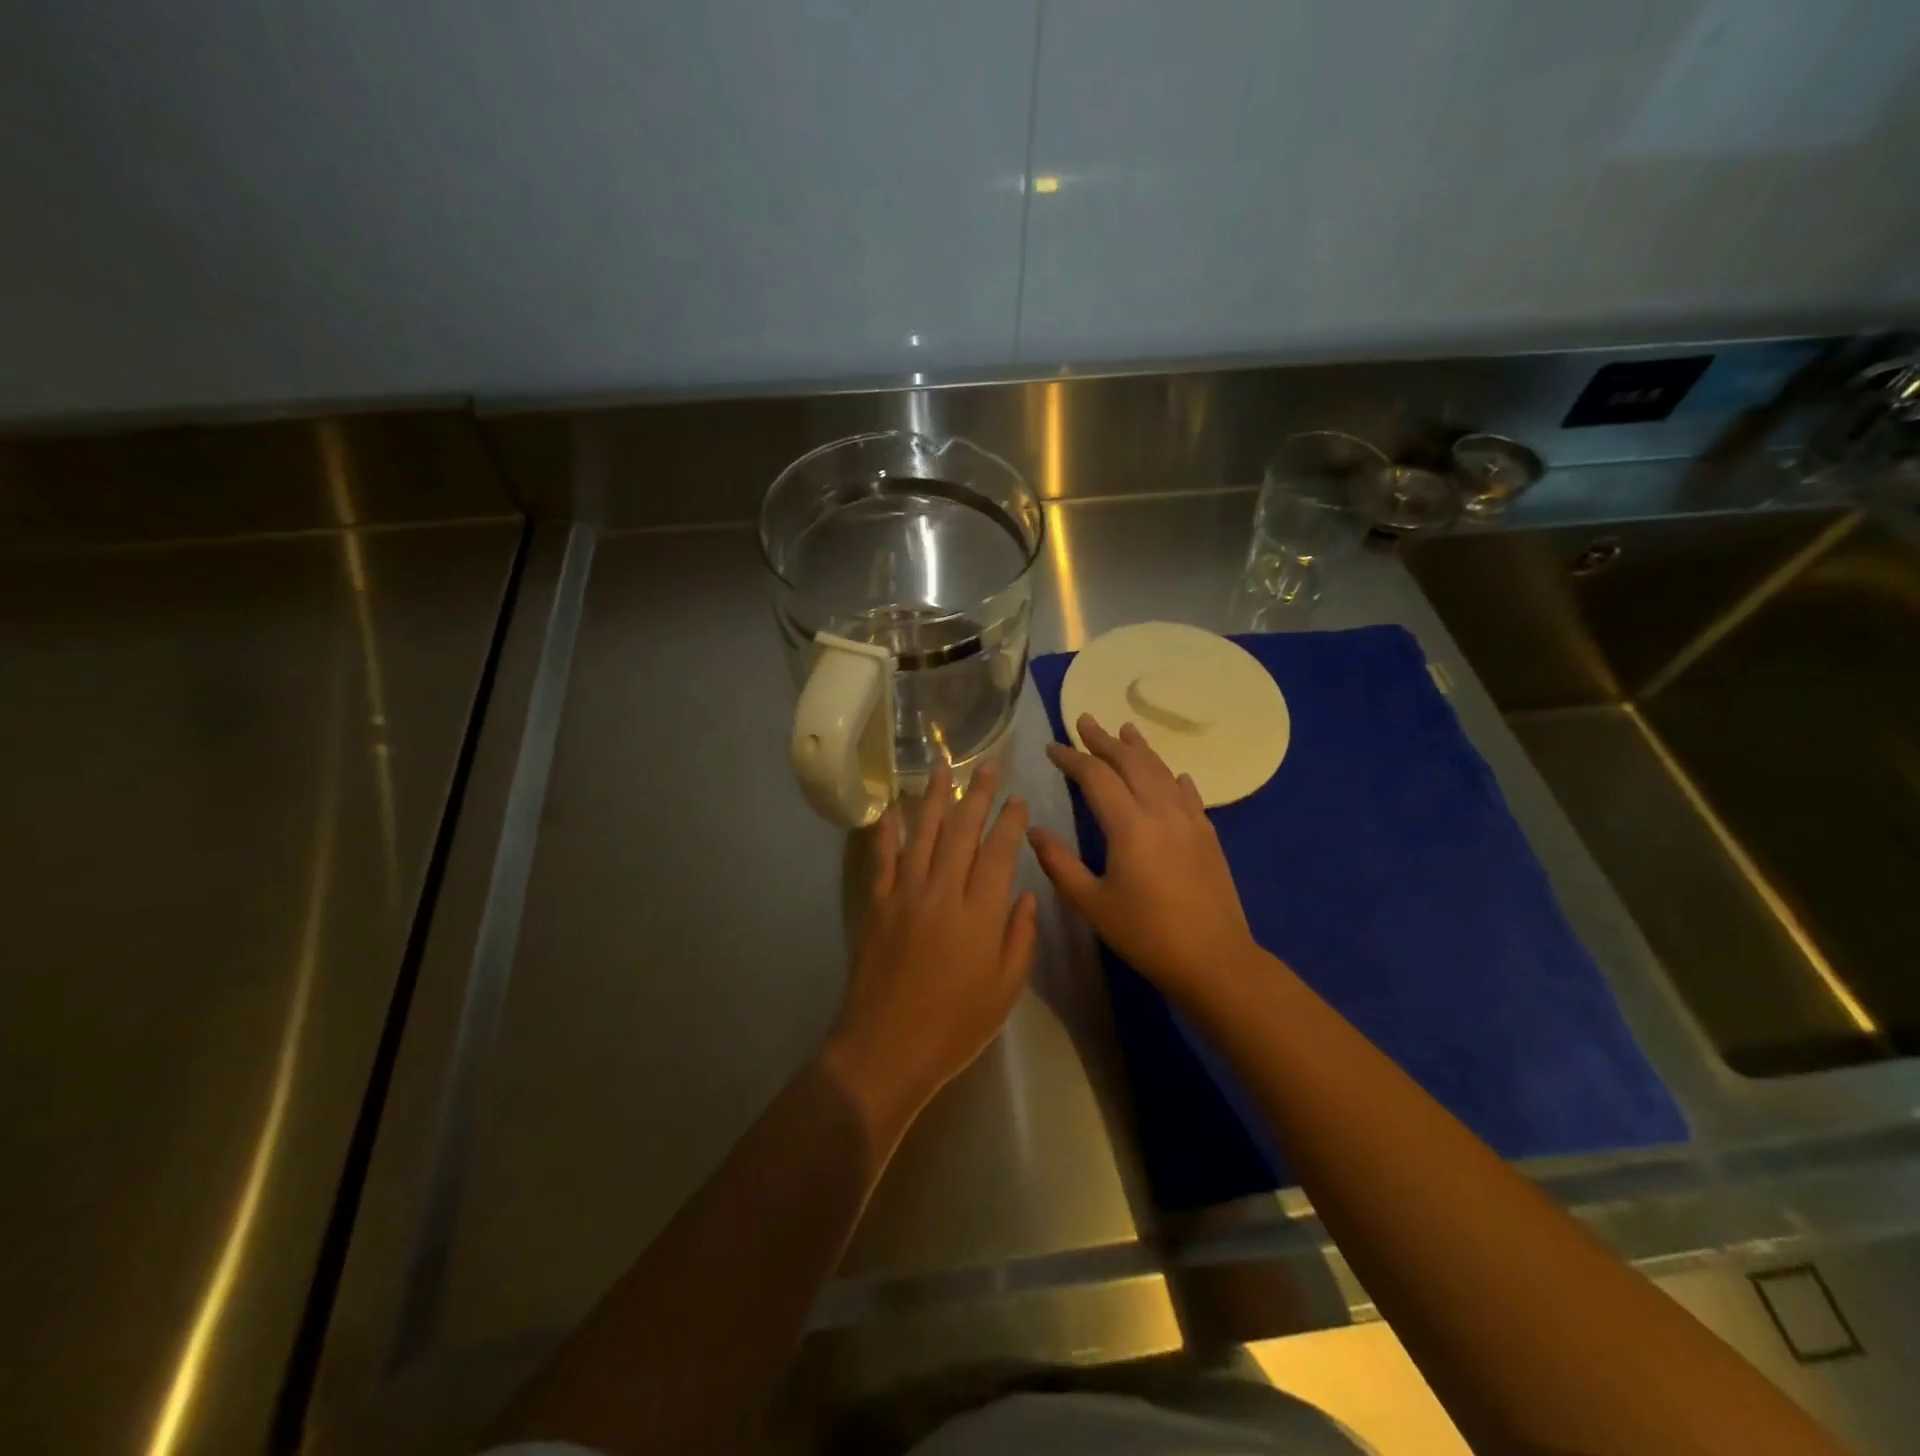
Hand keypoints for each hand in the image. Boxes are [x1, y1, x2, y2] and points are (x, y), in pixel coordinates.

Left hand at [826, 762, 1037, 1139]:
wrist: (885, 1050)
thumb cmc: (954, 1026)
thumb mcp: (1004, 990)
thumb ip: (1019, 937)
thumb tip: (1024, 893)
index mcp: (979, 915)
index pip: (999, 853)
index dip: (1009, 821)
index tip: (1017, 798)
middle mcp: (942, 893)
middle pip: (962, 832)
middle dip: (976, 795)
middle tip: (985, 765)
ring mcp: (905, 895)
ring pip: (923, 835)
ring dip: (934, 799)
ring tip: (941, 767)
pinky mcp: (878, 905)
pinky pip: (883, 859)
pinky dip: (887, 831)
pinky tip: (892, 808)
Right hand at [1029, 715, 1258, 1003]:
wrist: (1214, 960)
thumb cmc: (1146, 935)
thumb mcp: (1092, 904)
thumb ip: (1060, 864)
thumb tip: (1033, 831)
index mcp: (1129, 826)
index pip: (1096, 776)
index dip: (1072, 758)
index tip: (1052, 747)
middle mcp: (1161, 812)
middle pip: (1131, 762)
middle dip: (1104, 740)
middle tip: (1083, 721)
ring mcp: (1190, 820)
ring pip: (1162, 770)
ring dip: (1139, 748)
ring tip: (1124, 730)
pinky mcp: (1208, 834)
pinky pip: (1188, 793)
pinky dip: (1172, 777)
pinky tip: (1172, 774)